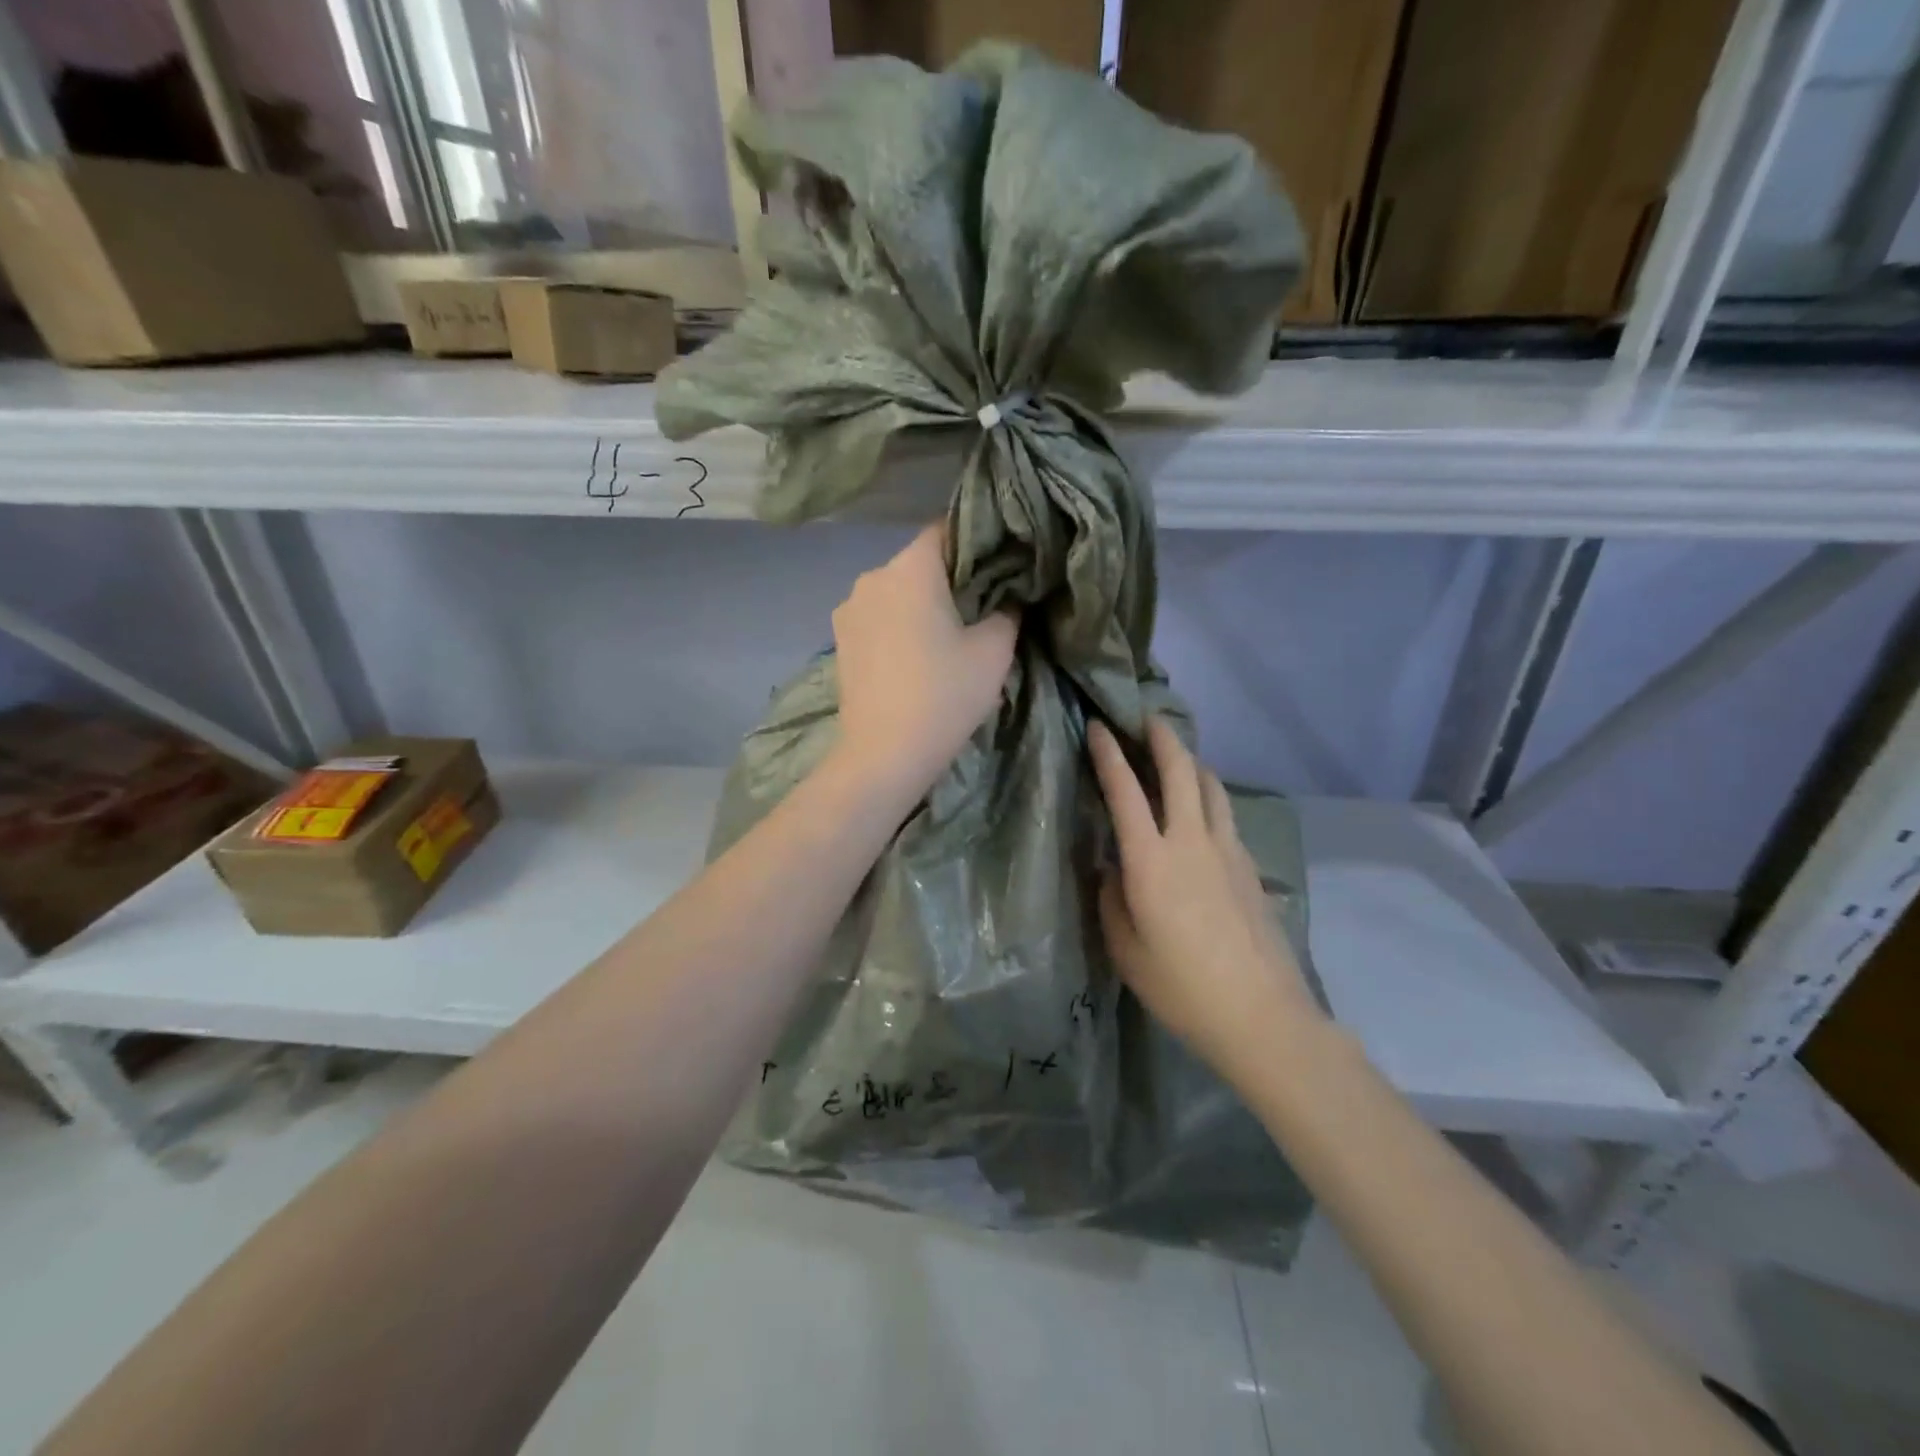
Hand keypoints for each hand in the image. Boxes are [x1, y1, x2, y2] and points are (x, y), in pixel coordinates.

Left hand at [831, 523, 1017, 804]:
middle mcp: (872, 576)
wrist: (884, 754)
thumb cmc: (944, 695)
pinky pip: (877, 617)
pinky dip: (898, 624)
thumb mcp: (994, 650)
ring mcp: (849, 609)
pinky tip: (915, 655)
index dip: (977, 543)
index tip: (999, 568)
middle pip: (919, 562)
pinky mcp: (839, 639)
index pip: (947, 530)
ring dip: (920, 603)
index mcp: (911, 568)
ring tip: (946, 635)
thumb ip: (1007, 611)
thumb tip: (1007, 598)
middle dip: (949, 578)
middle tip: (980, 606)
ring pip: (896, 591)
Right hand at [1090, 717, 1324, 1080]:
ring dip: (1192, 763)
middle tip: (1147, 718)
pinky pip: (1226, 815)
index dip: (1109, 754)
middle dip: (1163, 738)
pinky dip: (1210, 796)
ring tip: (1178, 757)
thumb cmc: (1181, 987)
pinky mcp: (1251, 866)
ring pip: (1212, 787)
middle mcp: (1191, 841)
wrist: (1261, 1015)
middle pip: (1181, 771)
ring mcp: (1228, 851)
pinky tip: (1204, 810)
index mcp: (1151, 860)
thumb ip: (1112, 899)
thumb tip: (1115, 868)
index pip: (1125, 791)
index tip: (1099, 727)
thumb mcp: (1126, 949)